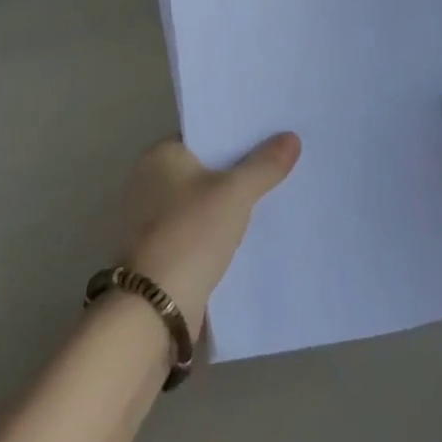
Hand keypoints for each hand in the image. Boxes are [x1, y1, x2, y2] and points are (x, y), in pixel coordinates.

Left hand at [116, 134, 300, 340]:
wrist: (155, 307)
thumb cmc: (190, 234)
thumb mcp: (235, 194)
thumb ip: (264, 166)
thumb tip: (292, 137)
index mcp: (160, 155)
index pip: (205, 134)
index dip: (237, 134)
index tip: (271, 134)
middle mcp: (149, 180)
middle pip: (205, 166)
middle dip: (238, 168)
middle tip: (281, 162)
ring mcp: (152, 217)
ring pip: (203, 199)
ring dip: (229, 201)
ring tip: (274, 194)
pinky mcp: (160, 249)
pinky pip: (198, 227)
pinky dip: (219, 228)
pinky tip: (250, 231)